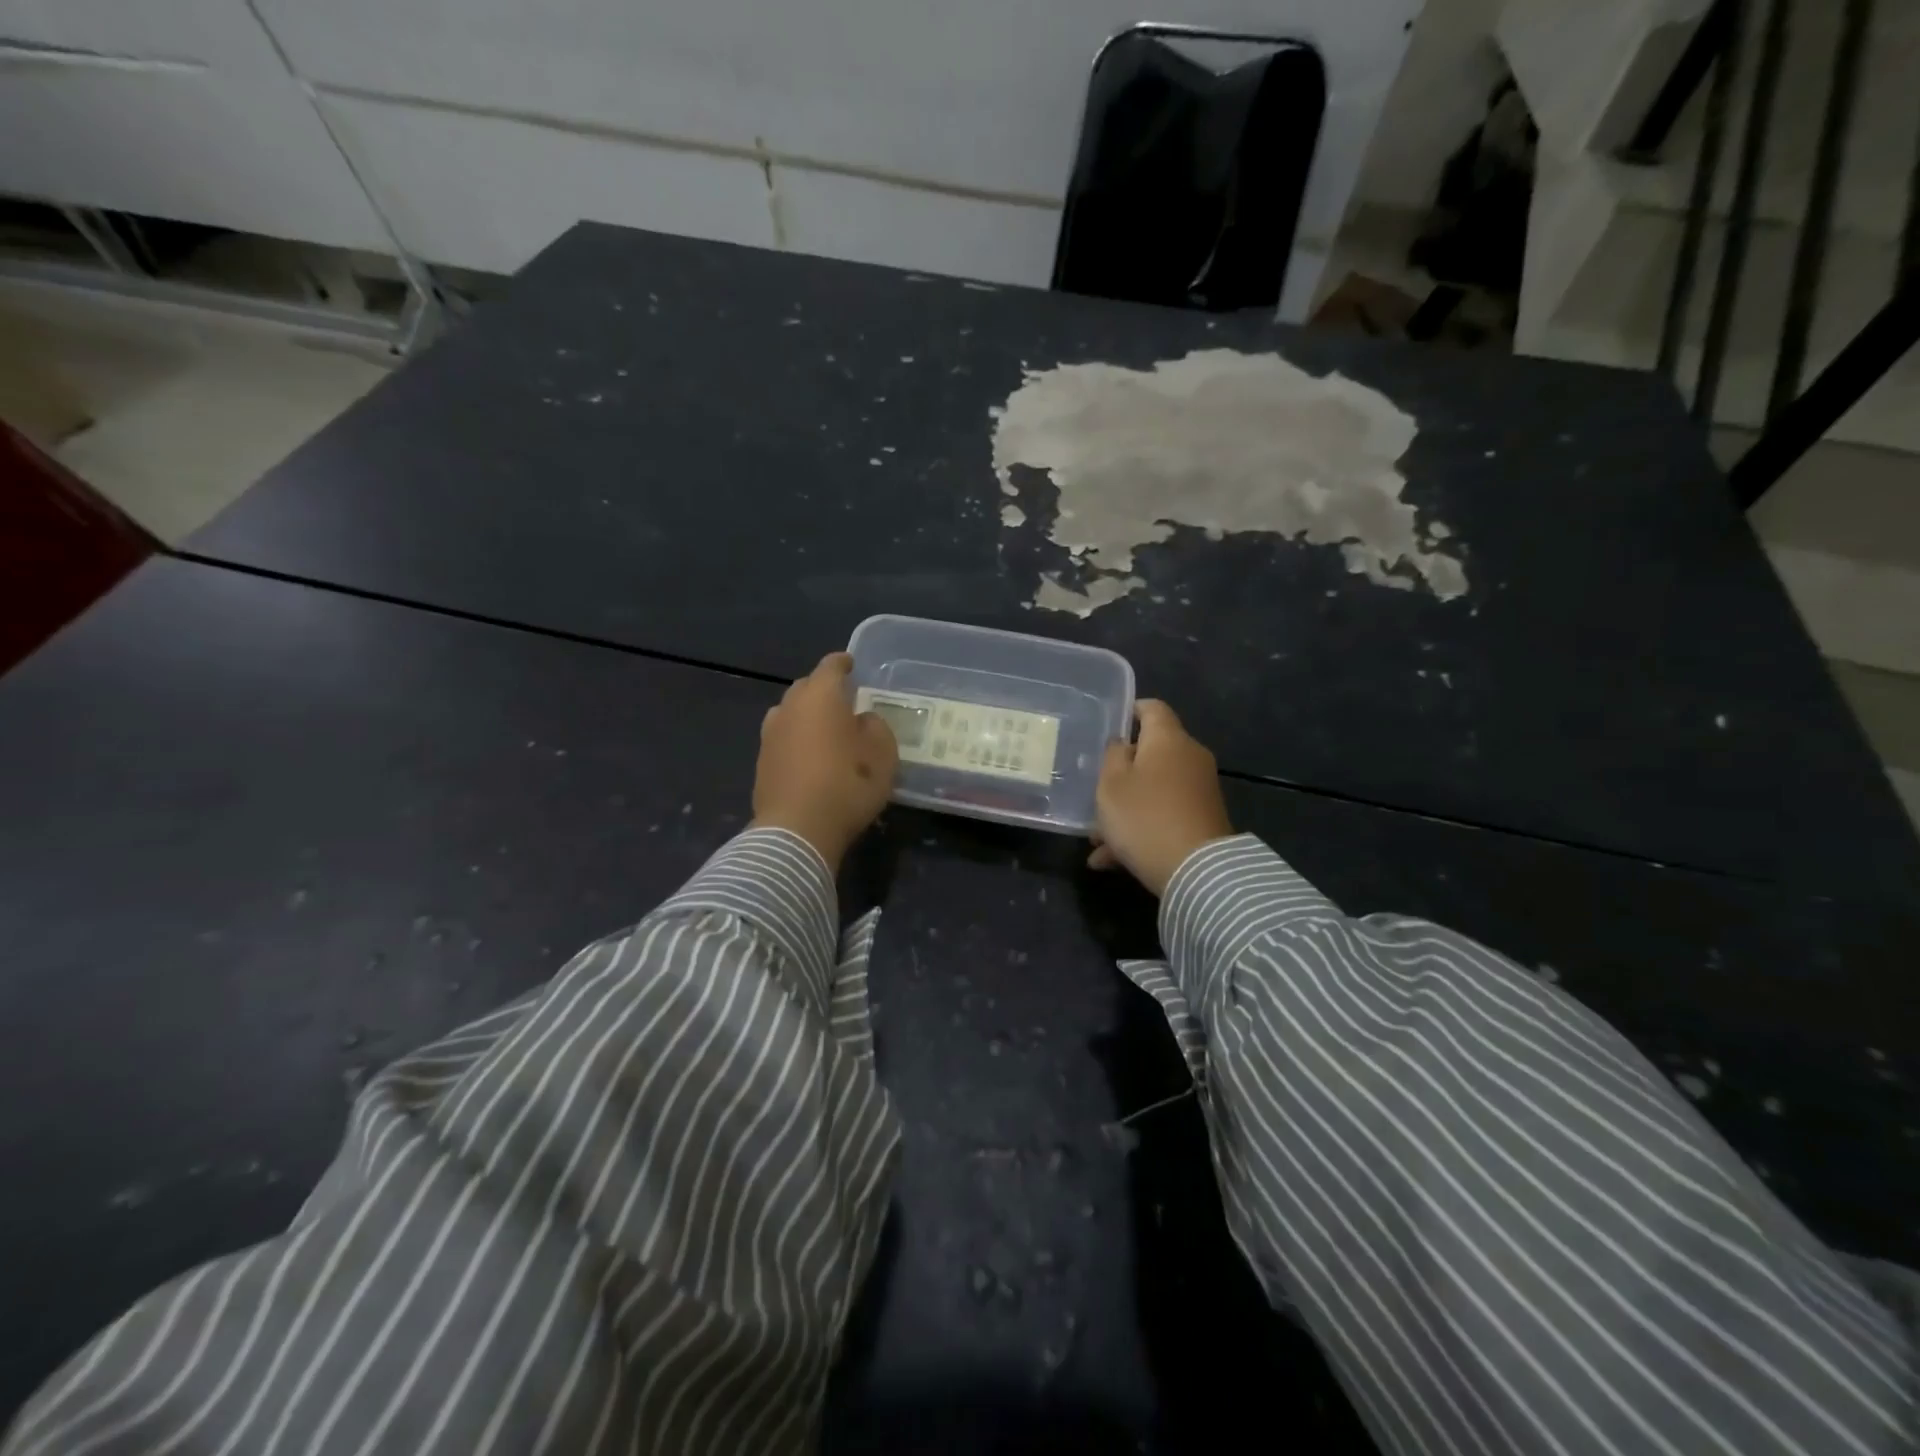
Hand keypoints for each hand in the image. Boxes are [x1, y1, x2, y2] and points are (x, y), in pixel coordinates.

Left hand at [752, 652, 897, 869]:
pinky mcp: (762, 762)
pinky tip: (809, 757)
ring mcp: (770, 735)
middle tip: (843, 701)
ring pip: (790, 712)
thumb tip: (862, 720)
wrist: (797, 830)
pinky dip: (796, 740)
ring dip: (806, 715)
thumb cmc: (847, 785)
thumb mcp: (882, 755)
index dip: (843, 663)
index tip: (852, 665)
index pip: (831, 666)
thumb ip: (876, 728)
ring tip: (824, 729)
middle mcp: (790, 707)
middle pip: (806, 687)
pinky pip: (782, 739)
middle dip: (823, 689)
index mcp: (820, 696)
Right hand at [1089, 700, 1233, 896]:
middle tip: (1093, 793)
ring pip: (1153, 789)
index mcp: (1168, 739)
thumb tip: (1123, 744)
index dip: (1130, 711)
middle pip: (1151, 754)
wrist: (1197, 871)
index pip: (1152, 708)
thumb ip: (1112, 756)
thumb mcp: (1111, 784)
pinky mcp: (1203, 820)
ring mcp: (1199, 790)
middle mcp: (1190, 757)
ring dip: (1125, 808)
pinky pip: (1164, 814)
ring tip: (1096, 840)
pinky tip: (1111, 860)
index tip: (1109, 726)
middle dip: (1120, 774)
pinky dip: (1140, 829)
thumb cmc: (1145, 816)